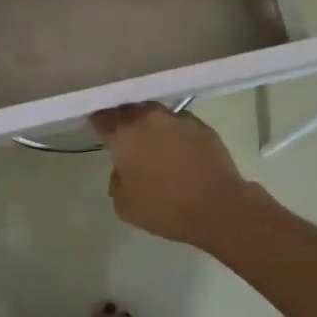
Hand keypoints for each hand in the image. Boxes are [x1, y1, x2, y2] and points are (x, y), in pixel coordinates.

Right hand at [91, 103, 250, 247]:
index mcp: (124, 134)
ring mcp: (176, 118)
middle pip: (128, 108)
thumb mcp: (125, 206)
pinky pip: (178, 122)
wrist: (218, 206)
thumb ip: (116, 180)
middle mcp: (147, 118)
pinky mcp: (200, 124)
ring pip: (154, 112)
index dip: (98, 122)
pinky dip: (173, 132)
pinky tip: (179, 149)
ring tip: (153, 142)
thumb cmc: (166, 208)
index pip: (101, 117)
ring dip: (149, 123)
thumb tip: (122, 169)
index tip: (99, 131)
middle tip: (125, 137)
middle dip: (123, 119)